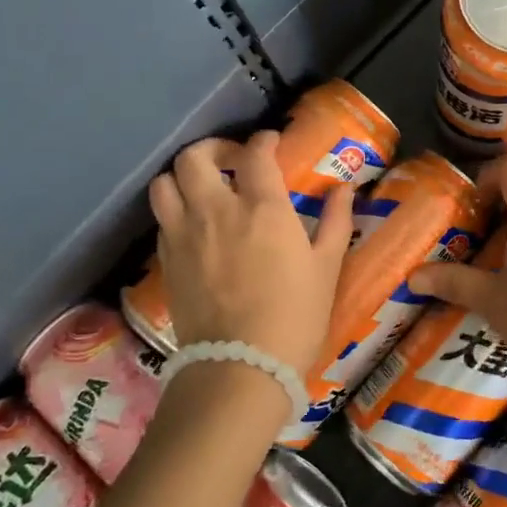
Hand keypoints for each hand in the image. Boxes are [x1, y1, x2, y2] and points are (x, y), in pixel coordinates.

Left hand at [148, 132, 354, 380]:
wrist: (241, 366)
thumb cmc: (295, 316)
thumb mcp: (327, 267)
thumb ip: (336, 221)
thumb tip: (345, 189)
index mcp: (263, 208)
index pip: (255, 153)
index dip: (264, 140)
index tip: (272, 142)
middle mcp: (216, 210)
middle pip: (194, 157)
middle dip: (213, 149)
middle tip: (232, 161)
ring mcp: (184, 234)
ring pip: (164, 183)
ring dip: (183, 176)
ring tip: (203, 187)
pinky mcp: (166, 260)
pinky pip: (161, 218)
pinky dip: (175, 209)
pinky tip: (194, 225)